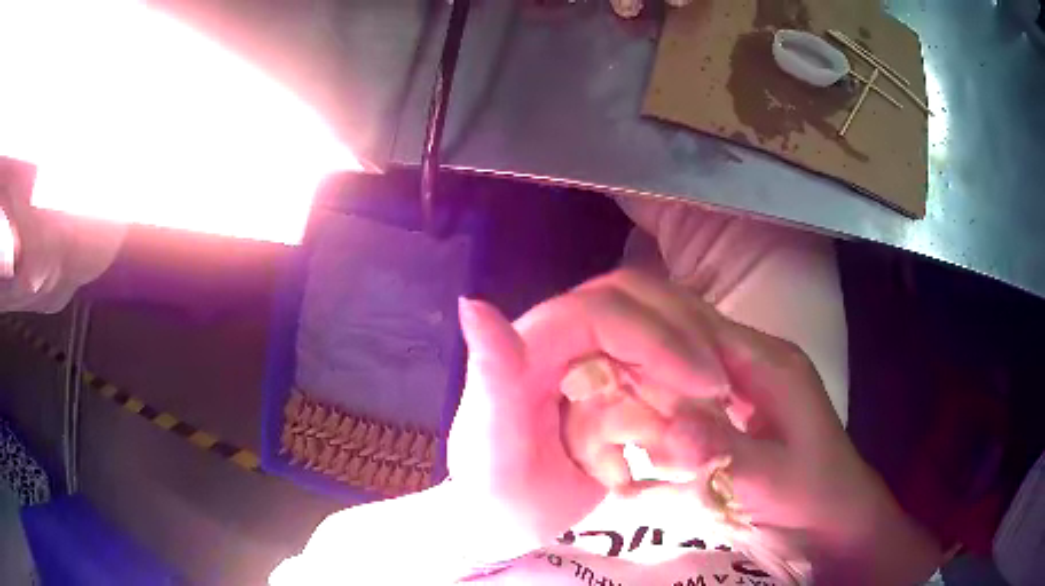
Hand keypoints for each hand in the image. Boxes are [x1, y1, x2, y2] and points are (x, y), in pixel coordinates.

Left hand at [449, 276, 732, 559]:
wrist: (507, 519)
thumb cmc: (498, 494)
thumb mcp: (492, 448)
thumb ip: (491, 377)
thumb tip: (472, 302)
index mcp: (532, 345)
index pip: (605, 311)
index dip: (660, 339)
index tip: (706, 384)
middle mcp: (566, 337)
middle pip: (640, 304)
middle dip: (687, 341)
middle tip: (721, 392)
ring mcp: (594, 355)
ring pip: (660, 325)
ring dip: (695, 356)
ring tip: (722, 401)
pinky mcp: (614, 378)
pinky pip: (665, 359)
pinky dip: (690, 378)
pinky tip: (709, 407)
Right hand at [561, 271, 941, 584]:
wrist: (832, 525)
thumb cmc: (813, 499)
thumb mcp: (772, 480)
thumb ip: (721, 451)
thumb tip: (666, 427)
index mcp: (768, 365)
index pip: (698, 326)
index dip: (648, 338)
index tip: (599, 364)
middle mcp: (749, 366)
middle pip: (681, 340)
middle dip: (637, 363)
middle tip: (594, 392)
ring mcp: (738, 392)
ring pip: (677, 368)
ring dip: (642, 389)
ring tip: (607, 416)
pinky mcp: (729, 419)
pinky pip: (683, 399)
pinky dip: (655, 412)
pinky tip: (633, 433)